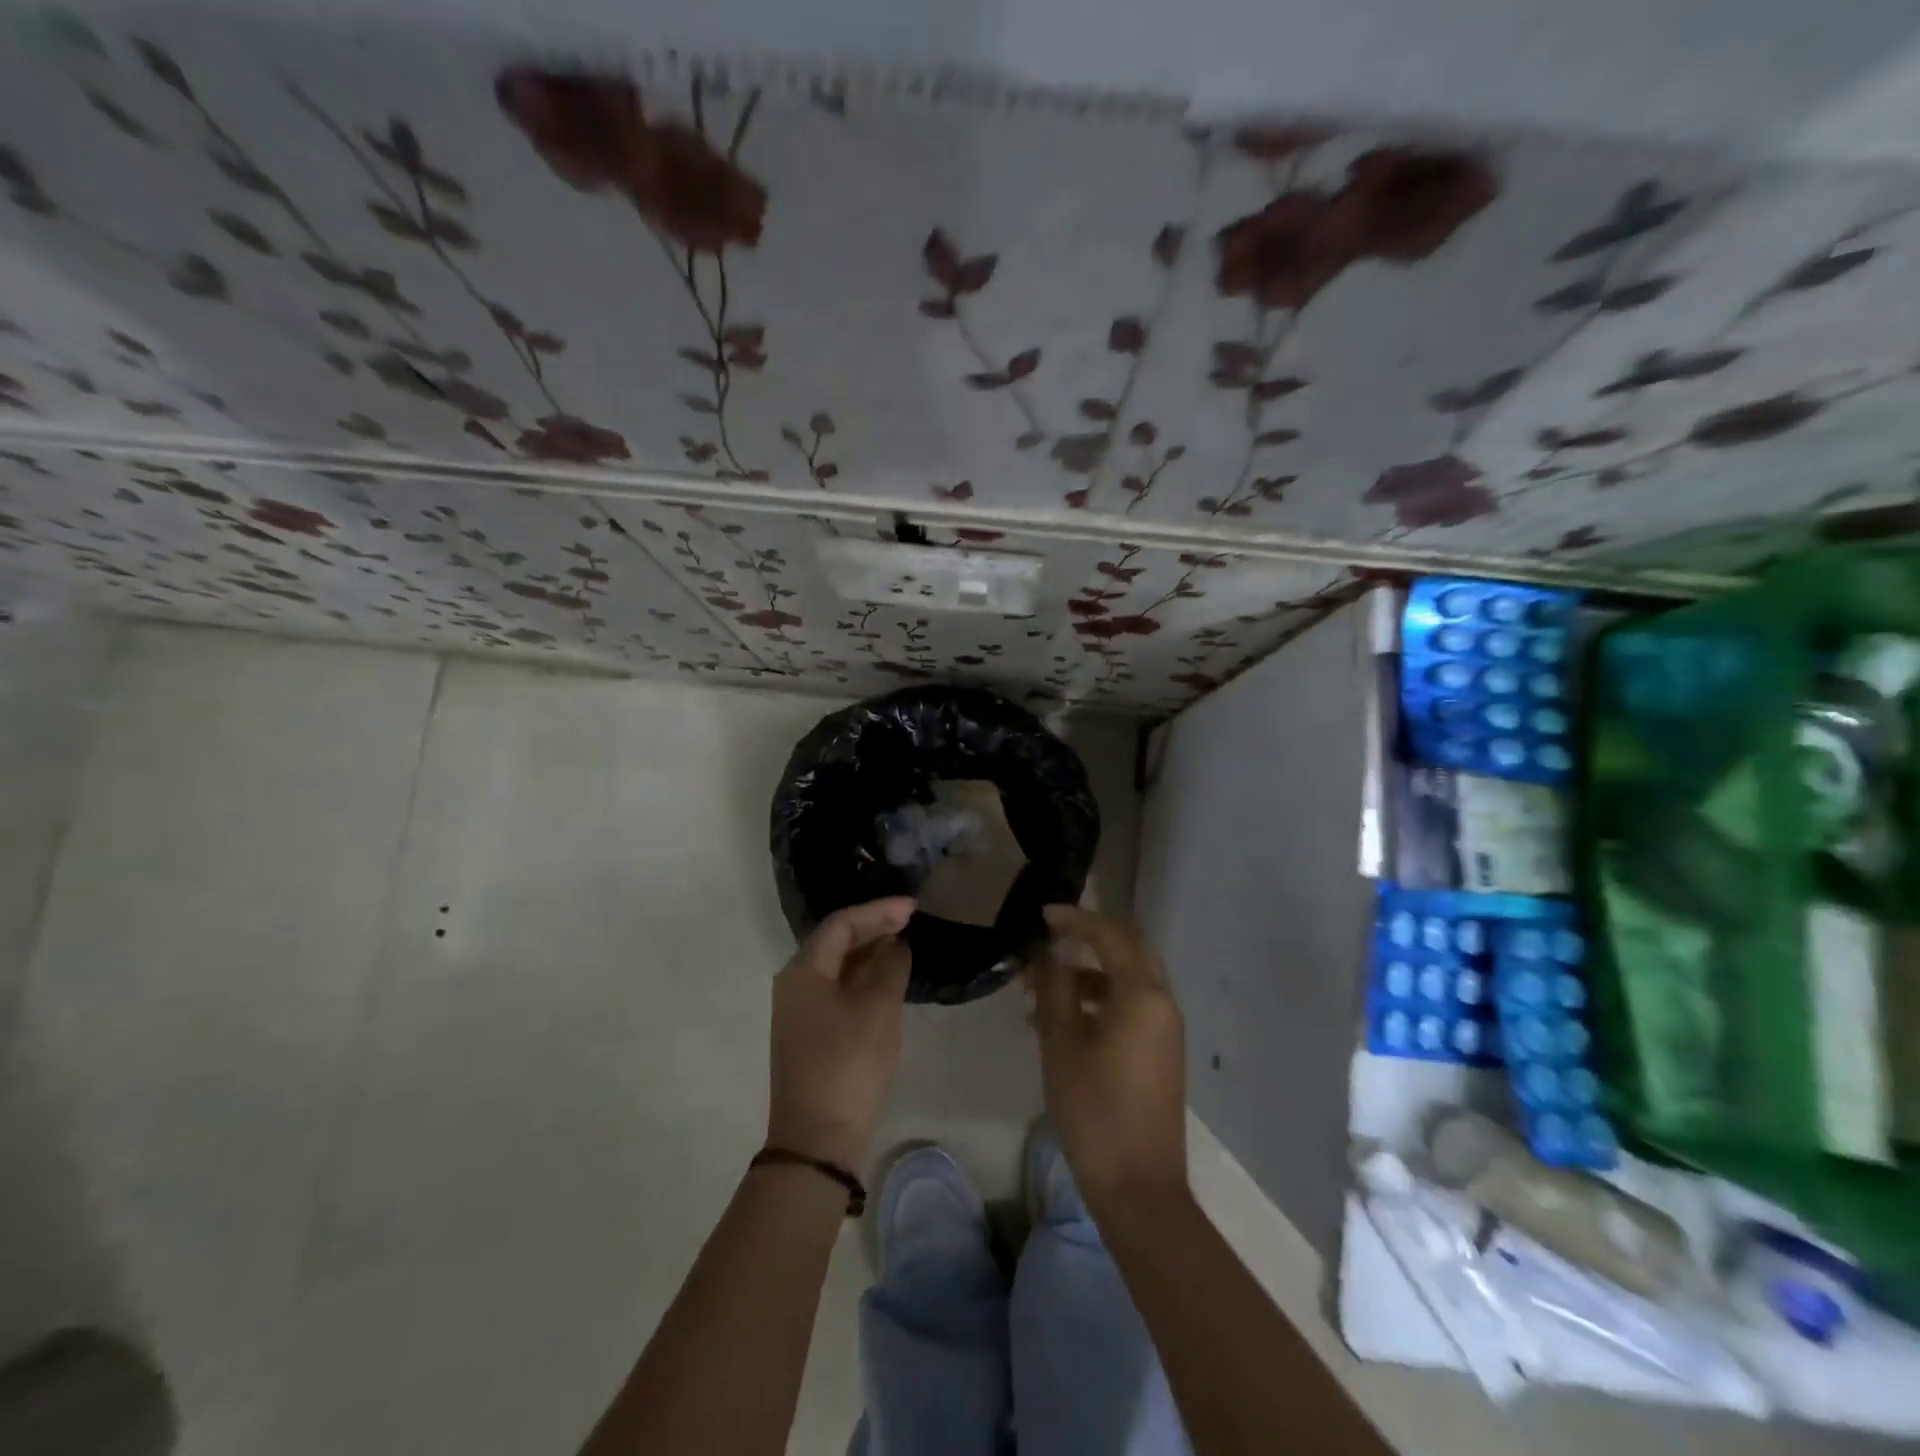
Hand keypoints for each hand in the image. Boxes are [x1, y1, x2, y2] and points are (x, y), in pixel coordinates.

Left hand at [766, 897, 914, 1173]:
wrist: (817, 1140)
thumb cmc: (848, 1064)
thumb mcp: (879, 1010)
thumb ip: (891, 967)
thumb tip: (897, 945)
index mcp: (803, 971)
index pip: (841, 924)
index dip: (878, 911)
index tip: (913, 908)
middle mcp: (794, 984)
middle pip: (835, 941)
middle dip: (874, 927)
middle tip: (911, 920)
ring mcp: (800, 1011)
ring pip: (837, 967)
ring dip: (870, 952)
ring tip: (905, 943)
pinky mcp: (811, 1033)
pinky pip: (838, 989)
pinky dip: (864, 978)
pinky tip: (888, 979)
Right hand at [1031, 905, 1188, 1212]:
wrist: (1139, 1187)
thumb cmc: (1095, 1109)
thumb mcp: (1062, 1042)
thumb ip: (1054, 987)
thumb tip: (1048, 951)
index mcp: (1143, 995)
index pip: (1111, 935)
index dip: (1076, 919)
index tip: (1043, 916)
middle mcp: (1162, 1002)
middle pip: (1130, 947)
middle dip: (1090, 936)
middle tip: (1052, 936)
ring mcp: (1165, 1029)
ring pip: (1129, 978)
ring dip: (1090, 971)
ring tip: (1042, 987)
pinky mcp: (1160, 1051)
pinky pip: (1131, 1006)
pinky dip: (1100, 998)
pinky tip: (1061, 1020)